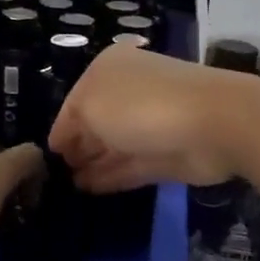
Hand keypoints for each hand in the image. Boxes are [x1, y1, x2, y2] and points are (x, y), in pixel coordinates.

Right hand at [48, 45, 259, 193]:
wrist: (212, 123)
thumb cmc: (141, 104)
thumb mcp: (89, 104)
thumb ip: (71, 125)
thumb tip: (65, 143)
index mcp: (110, 70)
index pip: (75, 100)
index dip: (61, 127)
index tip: (47, 154)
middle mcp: (129, 93)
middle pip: (96, 122)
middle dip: (78, 145)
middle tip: (55, 173)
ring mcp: (149, 125)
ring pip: (113, 146)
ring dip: (92, 164)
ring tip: (68, 185)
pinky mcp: (166, 156)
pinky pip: (130, 167)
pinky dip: (110, 177)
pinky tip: (88, 190)